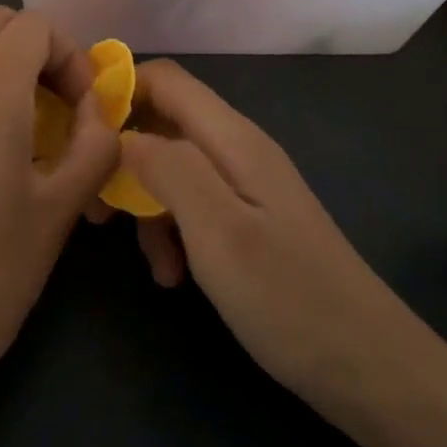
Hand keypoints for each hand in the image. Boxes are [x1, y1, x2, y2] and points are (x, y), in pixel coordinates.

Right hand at [118, 60, 409, 412]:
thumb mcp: (218, 230)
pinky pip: (194, 206)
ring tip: (150, 263)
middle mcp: (238, 151)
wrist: (369, 367)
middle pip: (163, 124)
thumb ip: (168, 168)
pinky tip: (174, 276)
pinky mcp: (249, 221)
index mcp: (233, 139)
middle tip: (97, 211)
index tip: (77, 133)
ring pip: (173, 170)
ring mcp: (246, 187)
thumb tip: (122, 134)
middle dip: (123, 159)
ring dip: (147, 206)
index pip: (165, 79)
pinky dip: (173, 232)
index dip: (118, 91)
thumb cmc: (288, 297)